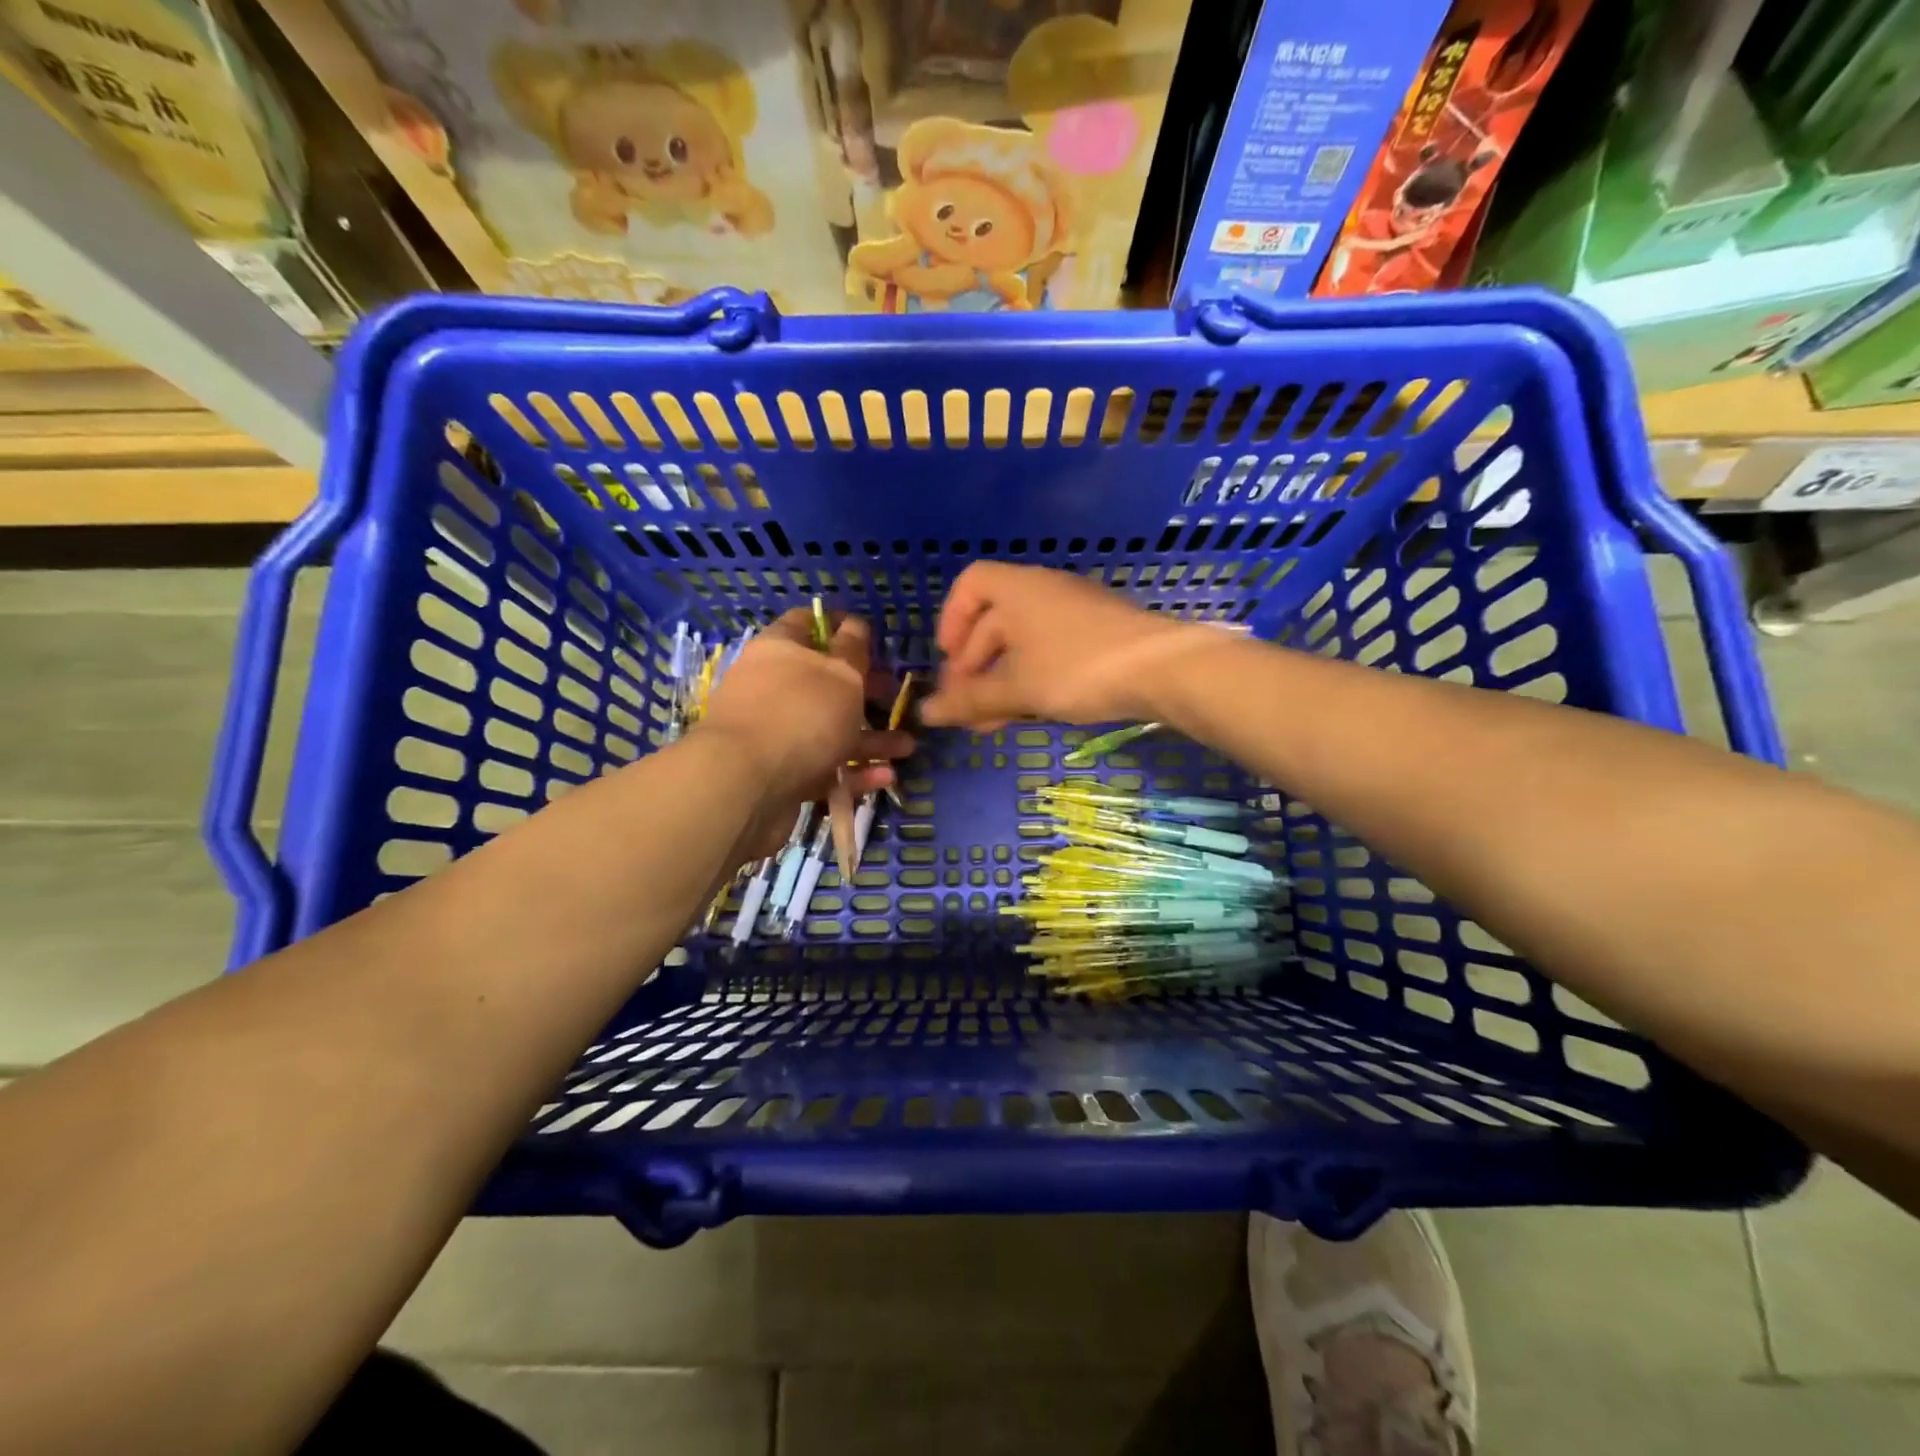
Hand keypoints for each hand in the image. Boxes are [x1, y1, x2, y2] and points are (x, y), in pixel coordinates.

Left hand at [698, 609, 911, 854]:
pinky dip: (854, 772)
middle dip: (865, 690)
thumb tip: (855, 624)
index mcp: (780, 650)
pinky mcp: (781, 775)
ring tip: (907, 748)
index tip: (873, 636)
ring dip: (870, 738)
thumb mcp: (841, 674)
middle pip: (825, 682)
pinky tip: (884, 777)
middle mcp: (773, 688)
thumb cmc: (801, 715)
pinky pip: (824, 767)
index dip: (840, 625)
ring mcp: (776, 734)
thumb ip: (853, 650)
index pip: (807, 622)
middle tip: (895, 697)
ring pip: (830, 730)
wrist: (745, 787)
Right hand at [921, 563, 1205, 730]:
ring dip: (1000, 681)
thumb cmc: (1077, 668)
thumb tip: (925, 713)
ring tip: (991, 724)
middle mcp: (1044, 591)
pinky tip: (1028, 713)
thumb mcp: (1017, 688)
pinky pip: (1049, 651)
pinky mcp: (1096, 635)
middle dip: (973, 667)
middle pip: (993, 621)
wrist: (1163, 669)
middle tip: (965, 708)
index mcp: (1018, 589)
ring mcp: (1073, 612)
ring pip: (1022, 643)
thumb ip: (970, 700)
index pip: (970, 584)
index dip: (951, 620)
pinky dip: (1030, 679)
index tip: (948, 660)